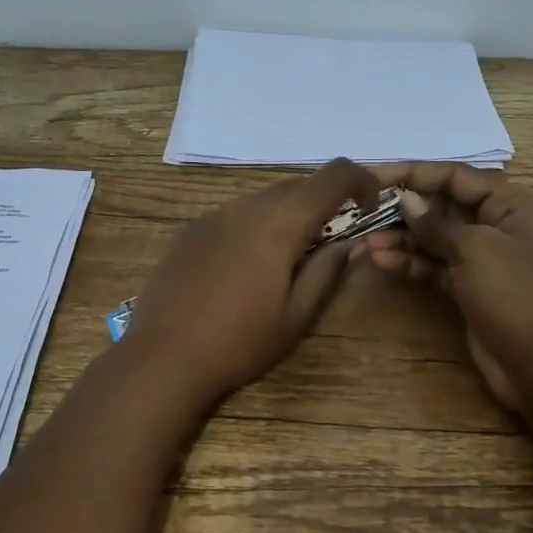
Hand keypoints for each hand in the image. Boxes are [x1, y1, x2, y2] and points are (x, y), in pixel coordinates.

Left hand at [121, 158, 379, 408]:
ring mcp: (213, 215)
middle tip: (332, 240)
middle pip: (298, 183)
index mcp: (279, 223)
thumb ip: (327, 270)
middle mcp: (246, 206)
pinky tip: (246, 265)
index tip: (370, 207)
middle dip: (325, 201)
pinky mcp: (190, 230)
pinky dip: (256, 224)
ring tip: (288, 257)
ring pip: (264, 198)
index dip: (362, 180)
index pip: (333, 176)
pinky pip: (236, 214)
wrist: (162, 357)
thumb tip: (350, 241)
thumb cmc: (239, 342)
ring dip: (289, 213)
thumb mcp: (295, 316)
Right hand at [354, 163, 532, 415]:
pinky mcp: (470, 292)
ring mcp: (483, 261)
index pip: (454, 176)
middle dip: (402, 211)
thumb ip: (437, 223)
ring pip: (434, 241)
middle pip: (442, 207)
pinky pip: (435, 269)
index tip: (371, 177)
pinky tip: (381, 263)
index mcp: (509, 204)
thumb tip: (406, 198)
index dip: (412, 173)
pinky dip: (410, 265)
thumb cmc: (518, 293)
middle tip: (360, 215)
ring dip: (400, 241)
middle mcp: (496, 226)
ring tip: (364, 246)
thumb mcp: (476, 248)